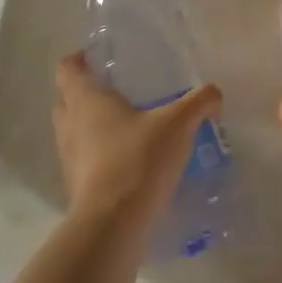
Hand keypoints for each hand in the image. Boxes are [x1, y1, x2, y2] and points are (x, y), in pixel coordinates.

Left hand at [54, 52, 221, 236]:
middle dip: (86, 93)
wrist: (113, 225)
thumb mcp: (178, 124)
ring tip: (127, 126)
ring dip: (92, 126)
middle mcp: (70, 124)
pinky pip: (84, 161)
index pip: (67, 68)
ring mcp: (69, 158)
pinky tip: (130, 160)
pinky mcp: (76, 187)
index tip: (97, 57)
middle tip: (117, 90)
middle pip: (66, 99)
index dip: (79, 59)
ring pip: (73, 132)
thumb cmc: (138, 159)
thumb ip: (200, 102)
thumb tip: (215, 93)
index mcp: (86, 99)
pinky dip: (100, 156)